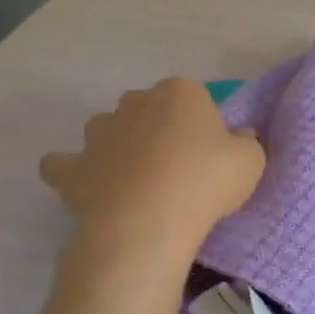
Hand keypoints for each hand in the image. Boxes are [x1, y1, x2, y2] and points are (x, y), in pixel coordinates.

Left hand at [40, 78, 264, 264]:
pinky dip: (73, 171)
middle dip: (158, 127)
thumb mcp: (250, 161)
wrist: (149, 221)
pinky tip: (89, 185)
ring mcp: (98, 133)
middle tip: (178, 165)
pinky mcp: (73, 168)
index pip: (194, 96)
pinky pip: (63, 164)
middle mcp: (134, 102)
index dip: (203, 123)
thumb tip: (237, 136)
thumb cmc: (206, 181)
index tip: (212, 152)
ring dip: (118, 145)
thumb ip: (244, 142)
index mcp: (180, 92)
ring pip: (106, 129)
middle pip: (147, 107)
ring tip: (137, 179)